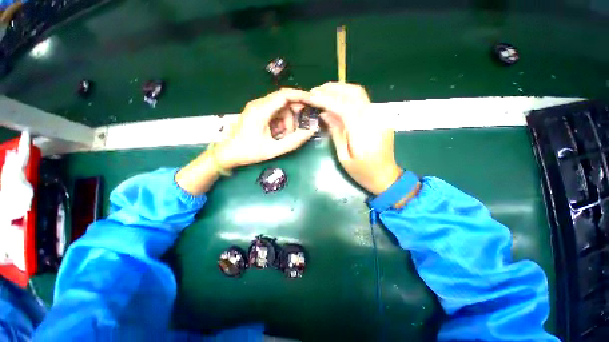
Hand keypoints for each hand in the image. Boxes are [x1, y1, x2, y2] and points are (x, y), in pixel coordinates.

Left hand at [176, 89, 313, 195]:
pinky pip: (275, 113)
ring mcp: (258, 108)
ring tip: (284, 136)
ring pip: (281, 108)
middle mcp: (259, 104)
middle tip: (302, 127)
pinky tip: (278, 134)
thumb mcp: (273, 149)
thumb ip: (294, 141)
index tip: (313, 102)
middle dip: (295, 114)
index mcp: (261, 110)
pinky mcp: (258, 112)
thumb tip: (311, 130)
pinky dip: (281, 123)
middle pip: (284, 101)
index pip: (284, 95)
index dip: (301, 96)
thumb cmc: (248, 152)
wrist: (227, 153)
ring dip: (287, 121)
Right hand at [309, 83, 401, 194]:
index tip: (311, 96)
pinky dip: (347, 96)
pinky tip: (336, 100)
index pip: (344, 107)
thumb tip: (325, 113)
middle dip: (332, 89)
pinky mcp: (380, 117)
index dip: (326, 99)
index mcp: (364, 133)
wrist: (386, 176)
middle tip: (315, 91)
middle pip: (354, 93)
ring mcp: (380, 116)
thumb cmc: (363, 172)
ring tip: (323, 92)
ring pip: (359, 93)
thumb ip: (336, 133)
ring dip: (340, 89)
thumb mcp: (344, 157)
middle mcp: (374, 119)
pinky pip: (362, 101)